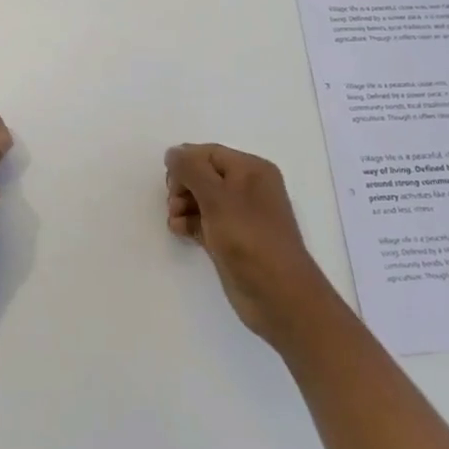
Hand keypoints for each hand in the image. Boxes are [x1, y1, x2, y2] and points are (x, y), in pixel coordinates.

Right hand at [165, 144, 339, 345]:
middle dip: (182, 185)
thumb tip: (173, 153)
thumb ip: (191, 170)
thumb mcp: (217, 197)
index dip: (186, 163)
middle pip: (203, 174)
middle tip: (174, 203)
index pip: (209, 153)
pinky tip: (179, 231)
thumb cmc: (249, 238)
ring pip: (201, 199)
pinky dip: (189, 223)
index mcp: (251, 170)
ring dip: (182, 205)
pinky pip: (204, 221)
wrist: (278, 295)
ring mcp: (239, 216)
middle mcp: (247, 188)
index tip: (170, 183)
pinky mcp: (231, 240)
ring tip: (175, 221)